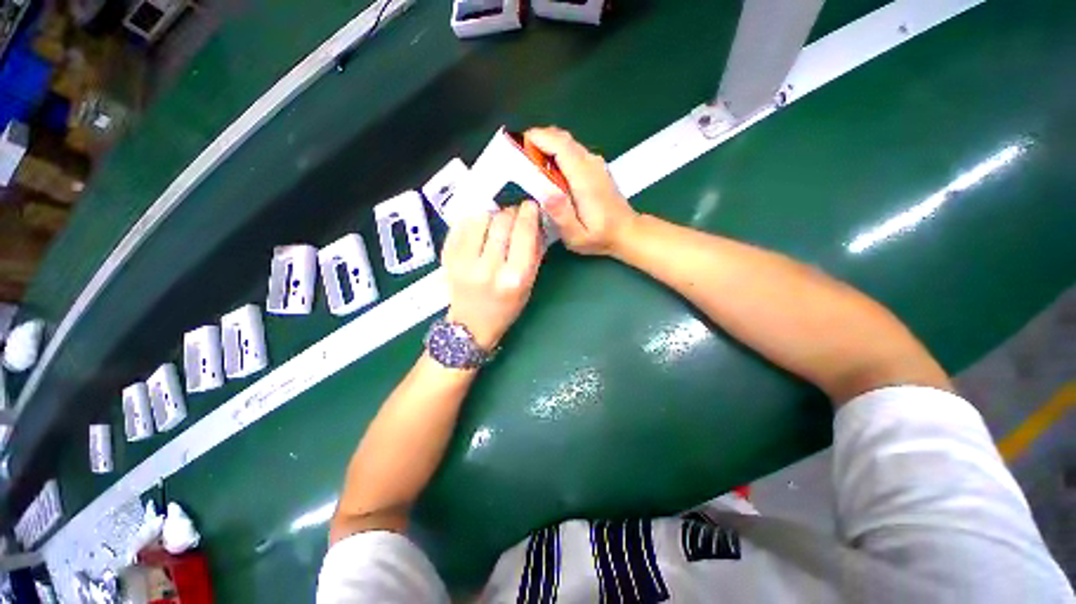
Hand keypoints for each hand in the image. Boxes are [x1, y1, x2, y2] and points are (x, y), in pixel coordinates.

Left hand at [441, 202, 544, 349]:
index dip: (529, 214)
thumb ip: (534, 254)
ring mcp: (463, 262)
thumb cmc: (505, 308)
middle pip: (502, 222)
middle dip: (511, 212)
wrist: (471, 325)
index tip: (530, 206)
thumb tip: (535, 223)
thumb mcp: (528, 286)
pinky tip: (480, 229)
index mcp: (514, 278)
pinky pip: (461, 225)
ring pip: (480, 218)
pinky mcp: (447, 257)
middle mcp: (488, 268)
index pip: (523, 234)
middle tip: (515, 214)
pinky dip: (474, 221)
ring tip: (496, 223)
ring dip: (492, 215)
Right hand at [525, 127, 638, 255]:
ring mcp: (595, 163)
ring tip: (528, 162)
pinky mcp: (595, 166)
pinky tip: (547, 170)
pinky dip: (555, 152)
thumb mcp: (577, 235)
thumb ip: (561, 214)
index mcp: (585, 179)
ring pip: (567, 143)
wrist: (626, 232)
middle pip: (562, 139)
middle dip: (538, 140)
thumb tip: (545, 191)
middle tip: (517, 155)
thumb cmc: (600, 237)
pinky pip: (572, 150)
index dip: (539, 139)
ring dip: (546, 146)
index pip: (561, 146)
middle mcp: (591, 164)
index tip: (517, 145)